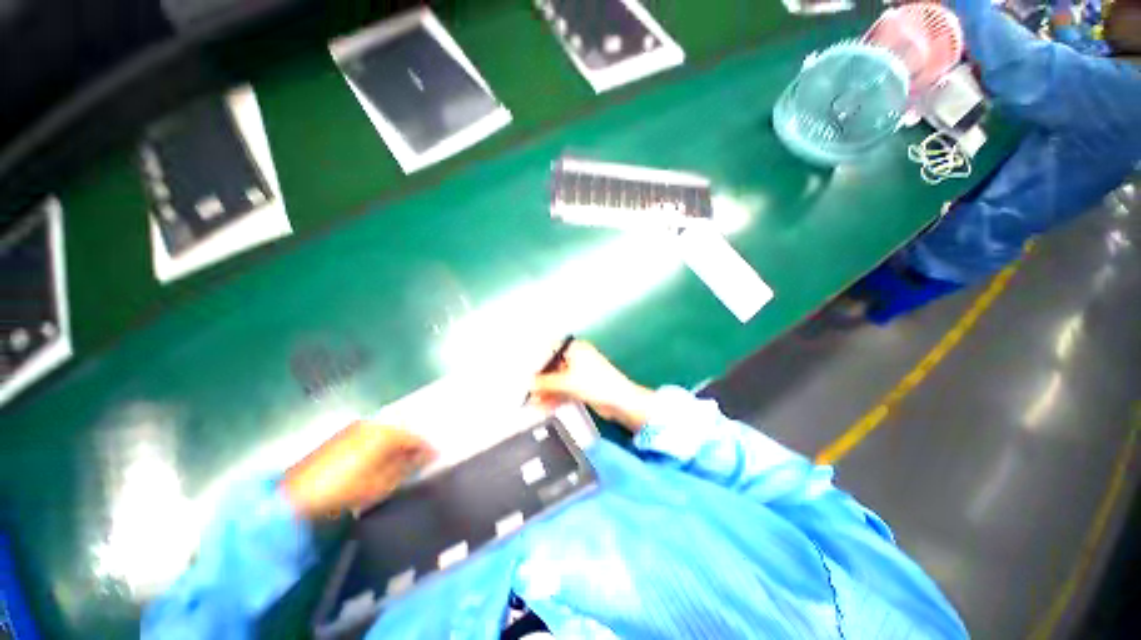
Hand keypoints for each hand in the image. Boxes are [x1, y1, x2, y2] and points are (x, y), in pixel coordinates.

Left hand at [282, 422, 434, 518]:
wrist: (294, 498)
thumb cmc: (343, 493)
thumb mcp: (381, 484)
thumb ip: (407, 467)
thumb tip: (425, 456)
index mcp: (385, 434)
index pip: (416, 437)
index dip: (428, 449)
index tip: (436, 459)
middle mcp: (372, 424)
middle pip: (401, 432)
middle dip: (411, 446)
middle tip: (419, 462)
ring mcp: (355, 428)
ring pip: (386, 433)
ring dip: (396, 445)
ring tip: (400, 463)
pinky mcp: (341, 435)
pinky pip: (372, 436)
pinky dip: (380, 446)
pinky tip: (379, 460)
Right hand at [529, 340, 654, 431]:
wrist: (620, 401)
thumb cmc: (595, 383)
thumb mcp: (566, 382)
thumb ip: (545, 382)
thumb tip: (529, 384)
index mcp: (575, 349)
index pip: (551, 351)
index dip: (538, 362)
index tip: (526, 374)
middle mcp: (577, 358)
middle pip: (553, 367)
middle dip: (541, 381)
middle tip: (528, 393)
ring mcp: (580, 373)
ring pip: (558, 380)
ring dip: (546, 391)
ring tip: (533, 403)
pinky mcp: (582, 386)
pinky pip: (564, 389)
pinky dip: (555, 397)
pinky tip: (544, 407)